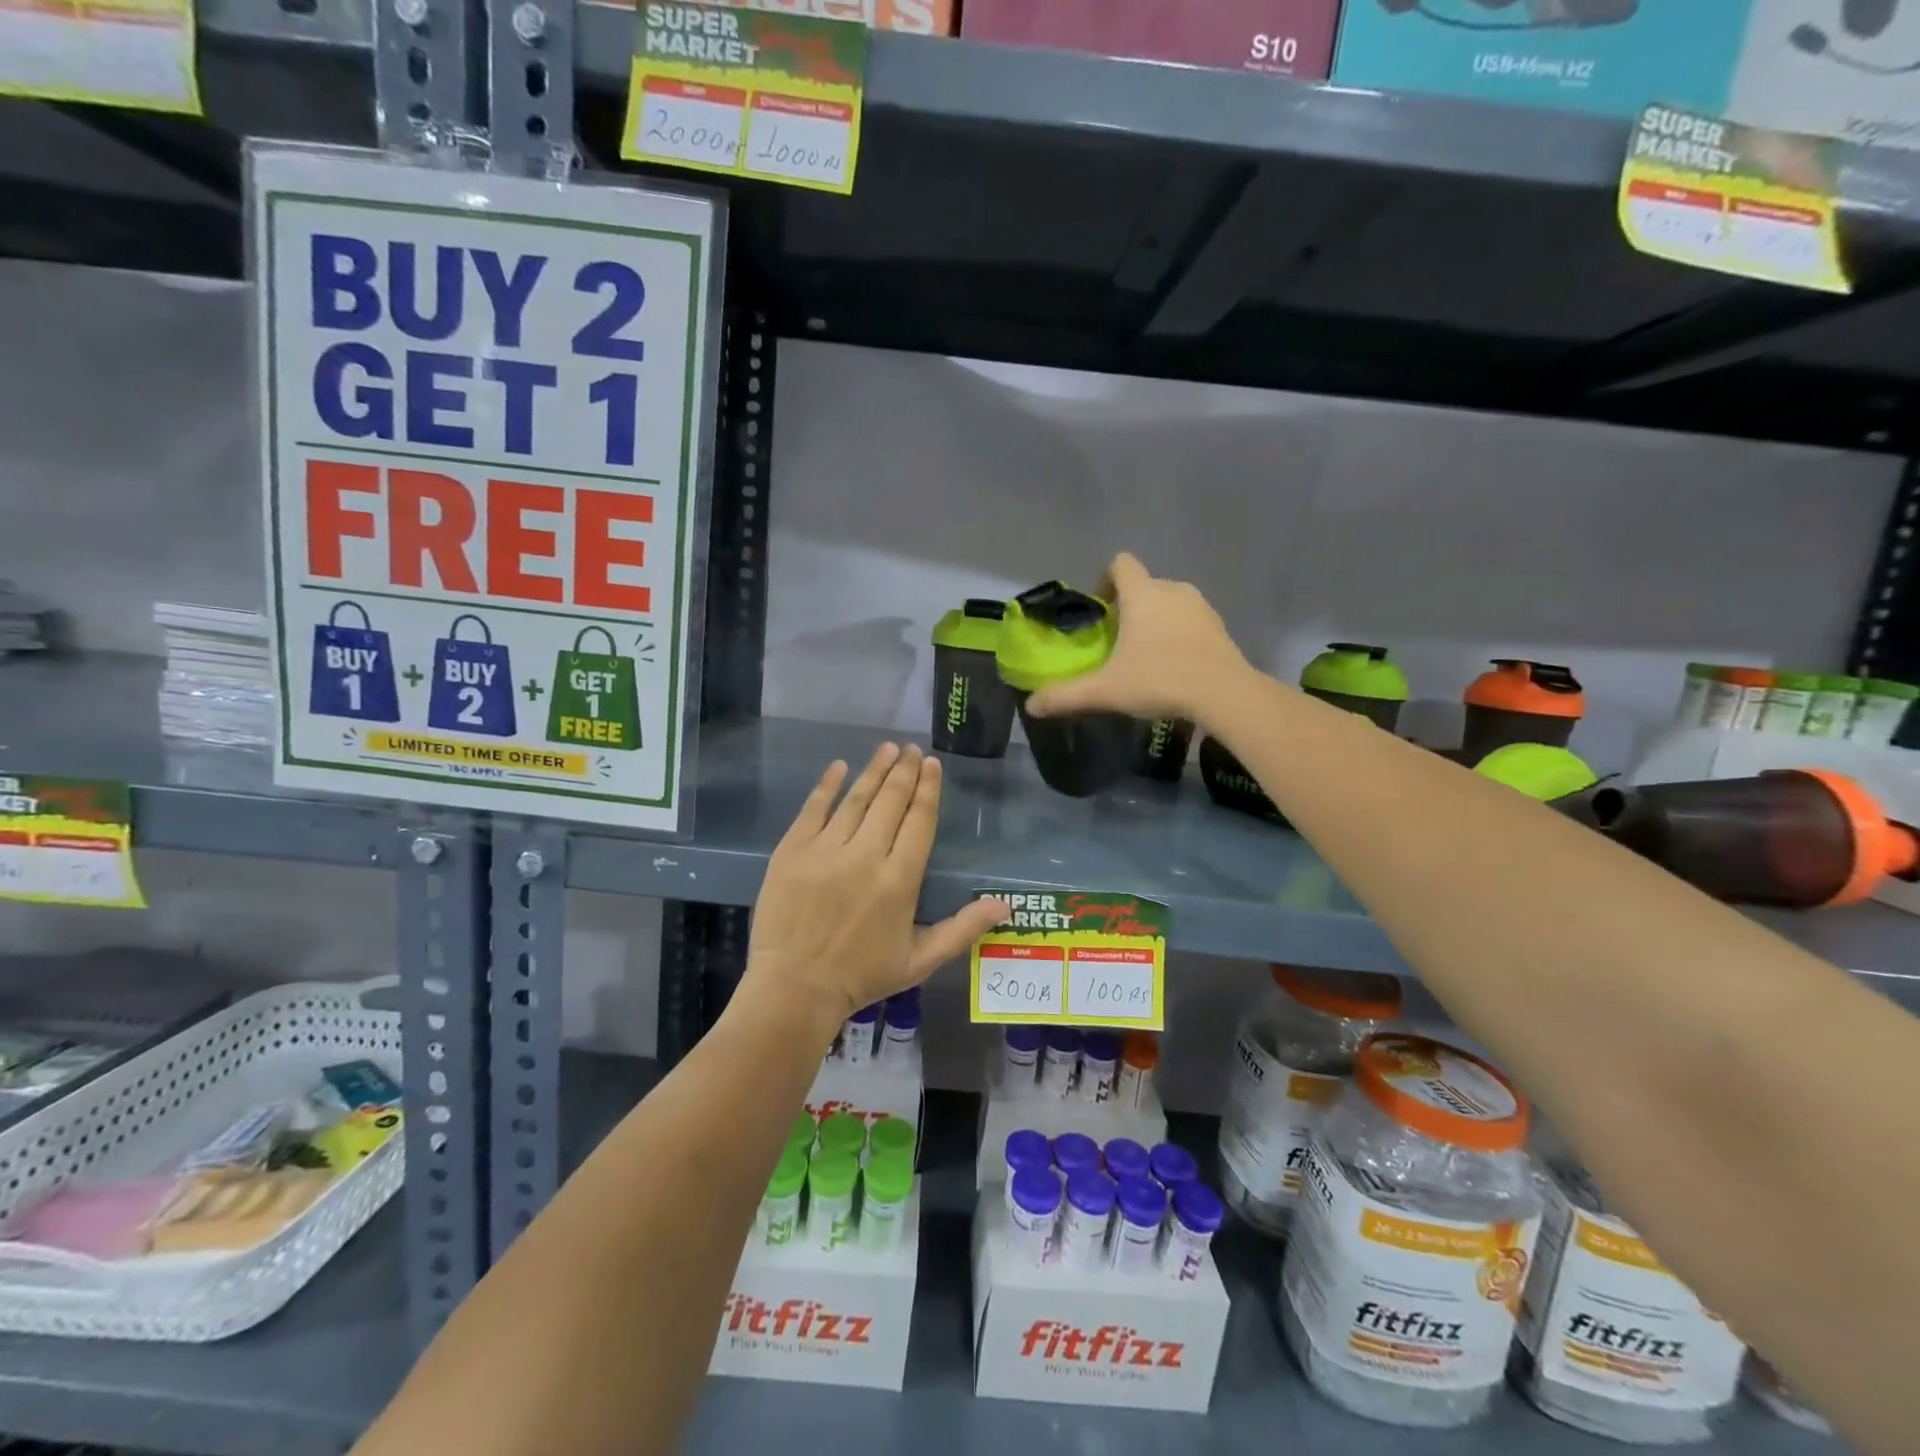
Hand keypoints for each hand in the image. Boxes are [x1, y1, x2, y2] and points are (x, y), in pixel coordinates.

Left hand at [742, 743, 1008, 1028]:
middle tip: (911, 749)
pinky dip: (827, 785)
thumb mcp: (920, 960)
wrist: (794, 989)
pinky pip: (813, 809)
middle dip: (904, 771)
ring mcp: (825, 850)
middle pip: (890, 801)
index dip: (928, 789)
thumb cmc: (862, 976)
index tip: (932, 764)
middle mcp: (865, 855)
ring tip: (886, 748)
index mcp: (899, 879)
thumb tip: (1005, 906)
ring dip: (873, 770)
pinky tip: (839, 766)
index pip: (919, 821)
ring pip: (856, 799)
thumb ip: (963, 929)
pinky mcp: (792, 851)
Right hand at [1025, 552, 1249, 724]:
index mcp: (1143, 594)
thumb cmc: (1160, 680)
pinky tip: (1173, 666)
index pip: (1120, 564)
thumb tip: (1031, 706)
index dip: (1105, 580)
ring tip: (1145, 655)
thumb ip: (1066, 696)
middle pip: (1144, 585)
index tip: (1100, 609)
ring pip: (1169, 603)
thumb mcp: (1106, 691)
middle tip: (1116, 641)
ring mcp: (1201, 607)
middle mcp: (1173, 590)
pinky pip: (1190, 621)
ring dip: (1155, 620)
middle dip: (1128, 607)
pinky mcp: (1220, 627)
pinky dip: (1178, 635)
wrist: (1225, 695)